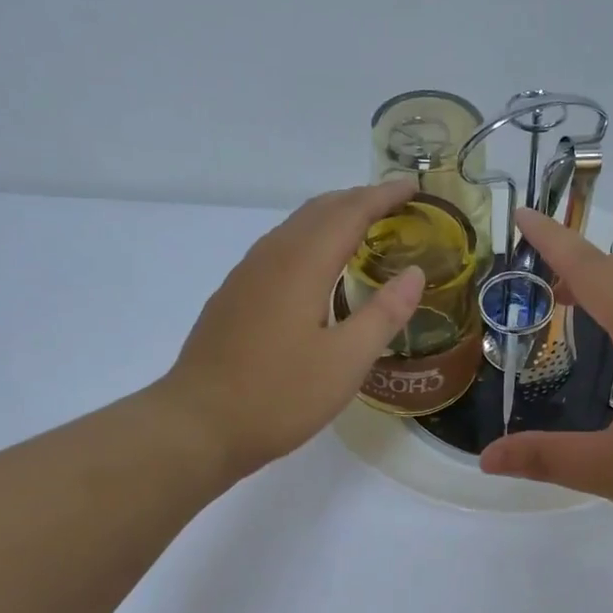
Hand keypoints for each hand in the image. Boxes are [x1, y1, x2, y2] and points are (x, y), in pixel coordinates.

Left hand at [162, 182, 424, 479]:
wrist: (197, 425)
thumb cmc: (278, 396)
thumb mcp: (346, 362)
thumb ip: (384, 314)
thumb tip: (415, 272)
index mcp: (301, 265)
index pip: (349, 213)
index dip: (383, 196)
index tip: (413, 187)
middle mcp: (271, 258)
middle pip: (319, 210)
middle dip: (359, 200)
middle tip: (395, 205)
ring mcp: (246, 276)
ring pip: (295, 227)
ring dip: (332, 217)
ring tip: (363, 228)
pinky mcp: (234, 296)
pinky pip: (279, 248)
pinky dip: (310, 239)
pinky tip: (318, 267)